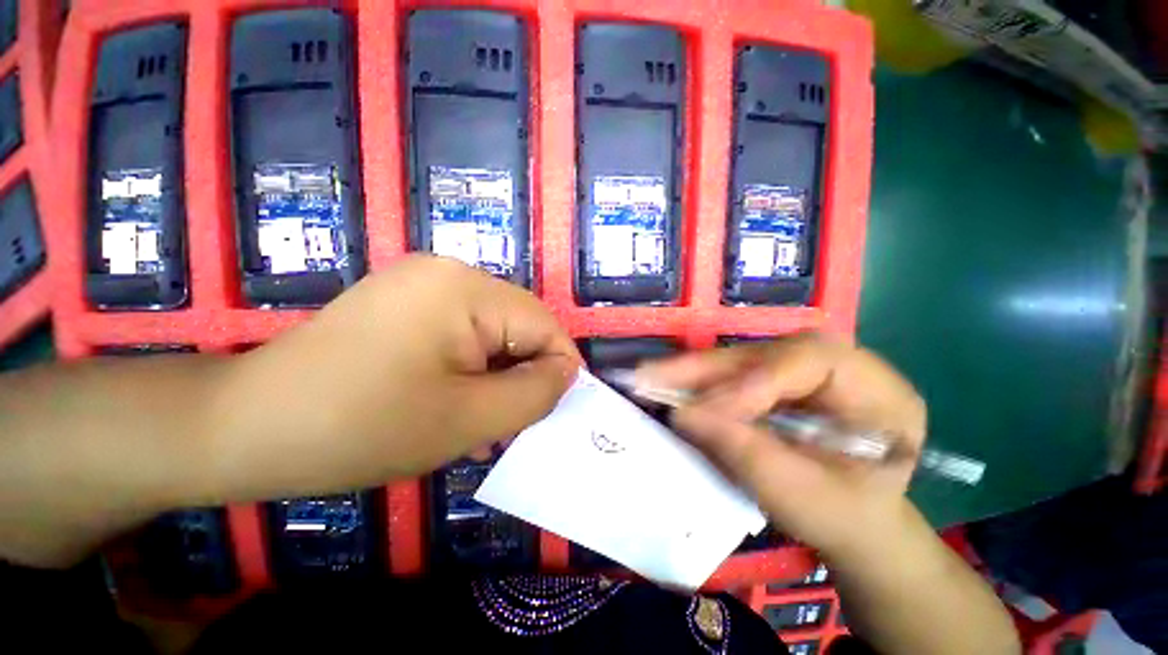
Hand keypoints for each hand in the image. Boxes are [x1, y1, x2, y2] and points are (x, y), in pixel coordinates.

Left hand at [209, 255, 579, 499]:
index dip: (559, 369)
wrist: (243, 427)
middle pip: (518, 327)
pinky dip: (470, 370)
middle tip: (507, 427)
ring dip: (496, 378)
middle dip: (523, 376)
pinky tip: (454, 404)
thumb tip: (567, 373)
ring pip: (492, 334)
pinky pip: (463, 334)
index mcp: (466, 289)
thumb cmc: (358, 427)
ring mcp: (423, 285)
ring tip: (481, 425)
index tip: (551, 412)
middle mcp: (449, 273)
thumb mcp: (468, 419)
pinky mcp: (406, 303)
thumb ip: (535, 393)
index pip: (544, 325)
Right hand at [636, 333, 925, 557]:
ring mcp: (802, 370)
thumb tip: (683, 415)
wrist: (851, 524)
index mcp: (878, 391)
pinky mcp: (774, 380)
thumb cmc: (842, 517)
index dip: (753, 381)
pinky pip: (730, 374)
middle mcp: (839, 367)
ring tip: (650, 378)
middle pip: (765, 354)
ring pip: (740, 359)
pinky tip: (667, 385)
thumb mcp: (804, 498)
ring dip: (692, 372)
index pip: (810, 361)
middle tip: (654, 376)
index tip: (705, 412)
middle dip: (706, 369)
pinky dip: (696, 382)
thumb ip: (746, 454)